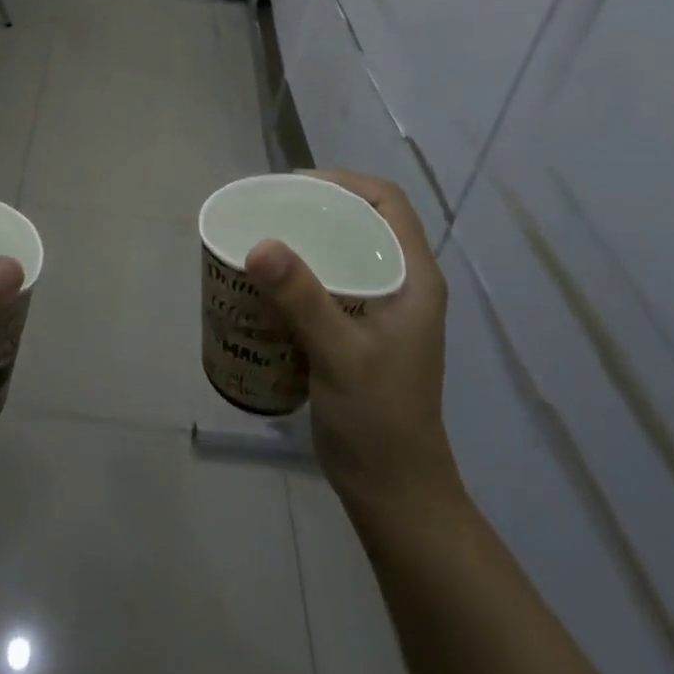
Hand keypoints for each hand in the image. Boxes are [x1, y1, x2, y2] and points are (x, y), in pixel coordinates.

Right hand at [244, 170, 458, 520]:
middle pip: (361, 222)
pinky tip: (265, 285)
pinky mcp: (358, 333)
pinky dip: (298, 275)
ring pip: (343, 253)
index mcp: (413, 279)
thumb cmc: (378, 420)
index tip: (293, 186)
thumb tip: (260, 244)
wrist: (393, 491)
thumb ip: (303, 299)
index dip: (343, 182)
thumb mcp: (341, 355)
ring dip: (304, 241)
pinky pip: (327, 284)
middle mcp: (401, 285)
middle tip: (266, 210)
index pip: (388, 203)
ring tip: (259, 239)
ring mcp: (380, 311)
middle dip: (314, 208)